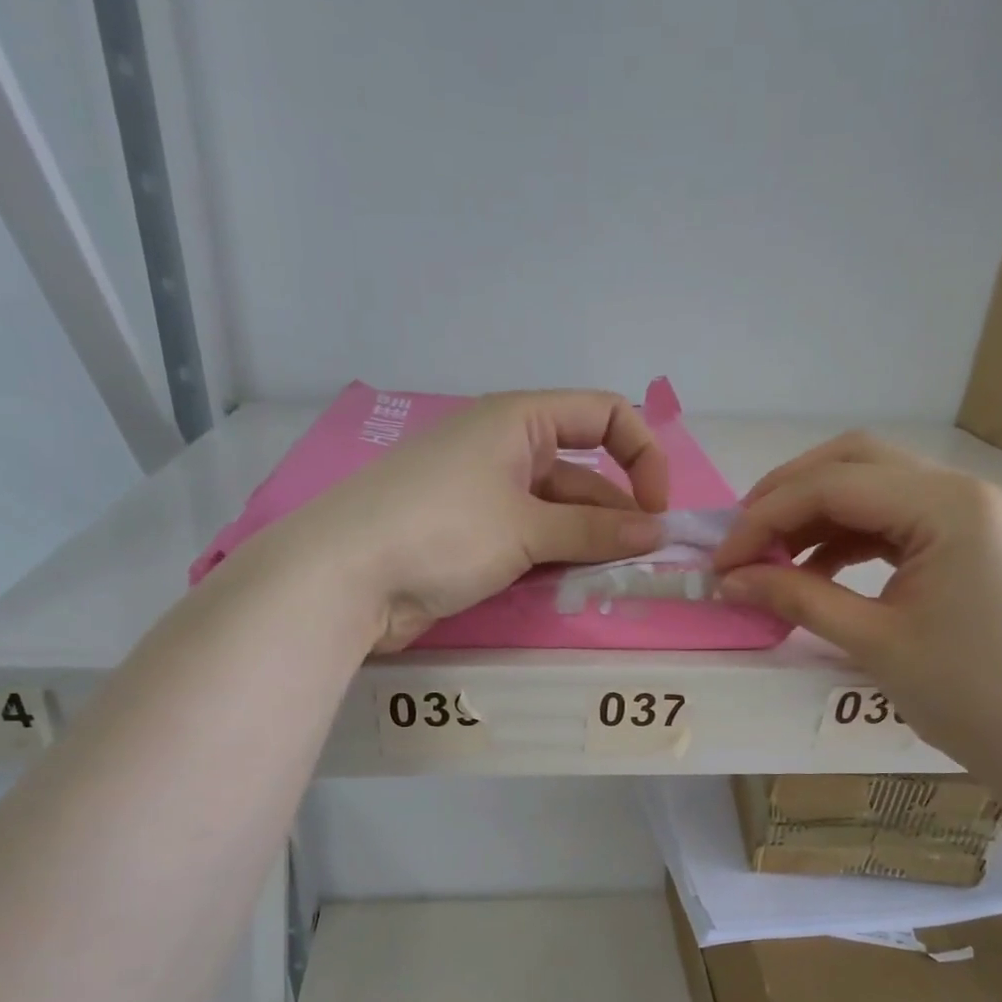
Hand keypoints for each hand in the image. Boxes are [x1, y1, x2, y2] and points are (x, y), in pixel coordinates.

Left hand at [285, 390, 669, 649]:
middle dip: (616, 512)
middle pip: (582, 472)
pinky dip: (555, 559)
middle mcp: (504, 450)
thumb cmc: (440, 530)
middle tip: (643, 560)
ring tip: (614, 579)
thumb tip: (656, 531)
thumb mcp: (526, 527)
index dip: (641, 454)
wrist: (345, 578)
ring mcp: (484, 496)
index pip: (602, 415)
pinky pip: (529, 541)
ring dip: (588, 542)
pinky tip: (574, 586)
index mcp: (517, 420)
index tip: (656, 509)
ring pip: (557, 512)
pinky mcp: (470, 538)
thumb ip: (594, 530)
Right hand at [713, 432, 1001, 766]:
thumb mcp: (871, 641)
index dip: (765, 518)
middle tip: (741, 539)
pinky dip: (842, 535)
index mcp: (948, 507)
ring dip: (812, 514)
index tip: (721, 561)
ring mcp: (965, 511)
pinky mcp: (961, 537)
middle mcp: (960, 490)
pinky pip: (888, 517)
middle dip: (787, 495)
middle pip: (853, 461)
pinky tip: (810, 569)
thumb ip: (796, 598)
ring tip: (767, 557)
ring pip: (869, 484)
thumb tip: (729, 580)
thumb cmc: (964, 692)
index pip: (834, 486)